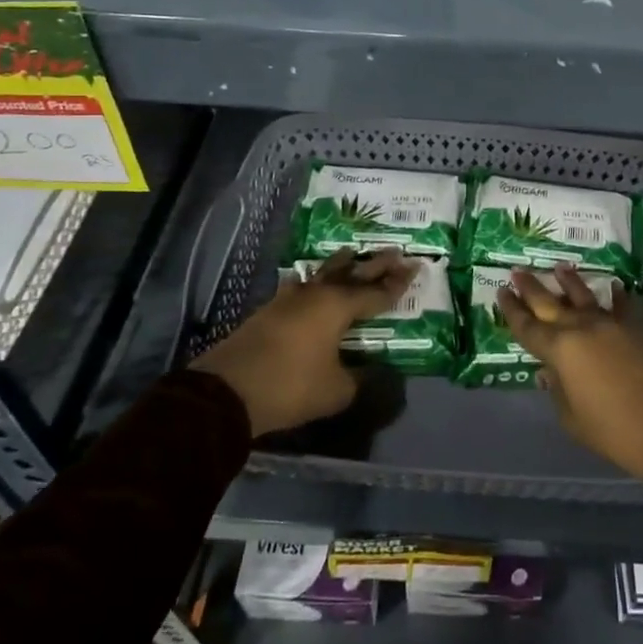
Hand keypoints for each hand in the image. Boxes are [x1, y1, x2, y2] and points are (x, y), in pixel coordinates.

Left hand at [193, 248, 412, 436]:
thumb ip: (360, 379)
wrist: (227, 391)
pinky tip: (307, 279)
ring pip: (323, 274)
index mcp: (338, 307)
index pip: (376, 292)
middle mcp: (317, 294)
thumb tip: (371, 372)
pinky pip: (299, 287)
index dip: (397, 283)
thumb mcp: (336, 391)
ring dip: (343, 265)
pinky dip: (311, 281)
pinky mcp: (270, 310)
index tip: (415, 266)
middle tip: (396, 252)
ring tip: (354, 254)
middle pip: (353, 273)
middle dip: (376, 264)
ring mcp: (290, 299)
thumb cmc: (291, 387)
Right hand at [499, 265, 642, 483]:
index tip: (501, 292)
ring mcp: (612, 325)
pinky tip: (614, 286)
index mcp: (560, 350)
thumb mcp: (574, 420)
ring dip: (570, 282)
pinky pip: (623, 307)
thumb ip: (558, 392)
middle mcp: (582, 328)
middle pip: (550, 303)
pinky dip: (617, 296)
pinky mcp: (638, 329)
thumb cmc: (615, 431)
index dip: (512, 310)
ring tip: (560, 267)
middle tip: (517, 271)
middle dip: (532, 287)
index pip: (527, 327)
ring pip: (585, 296)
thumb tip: (550, 372)